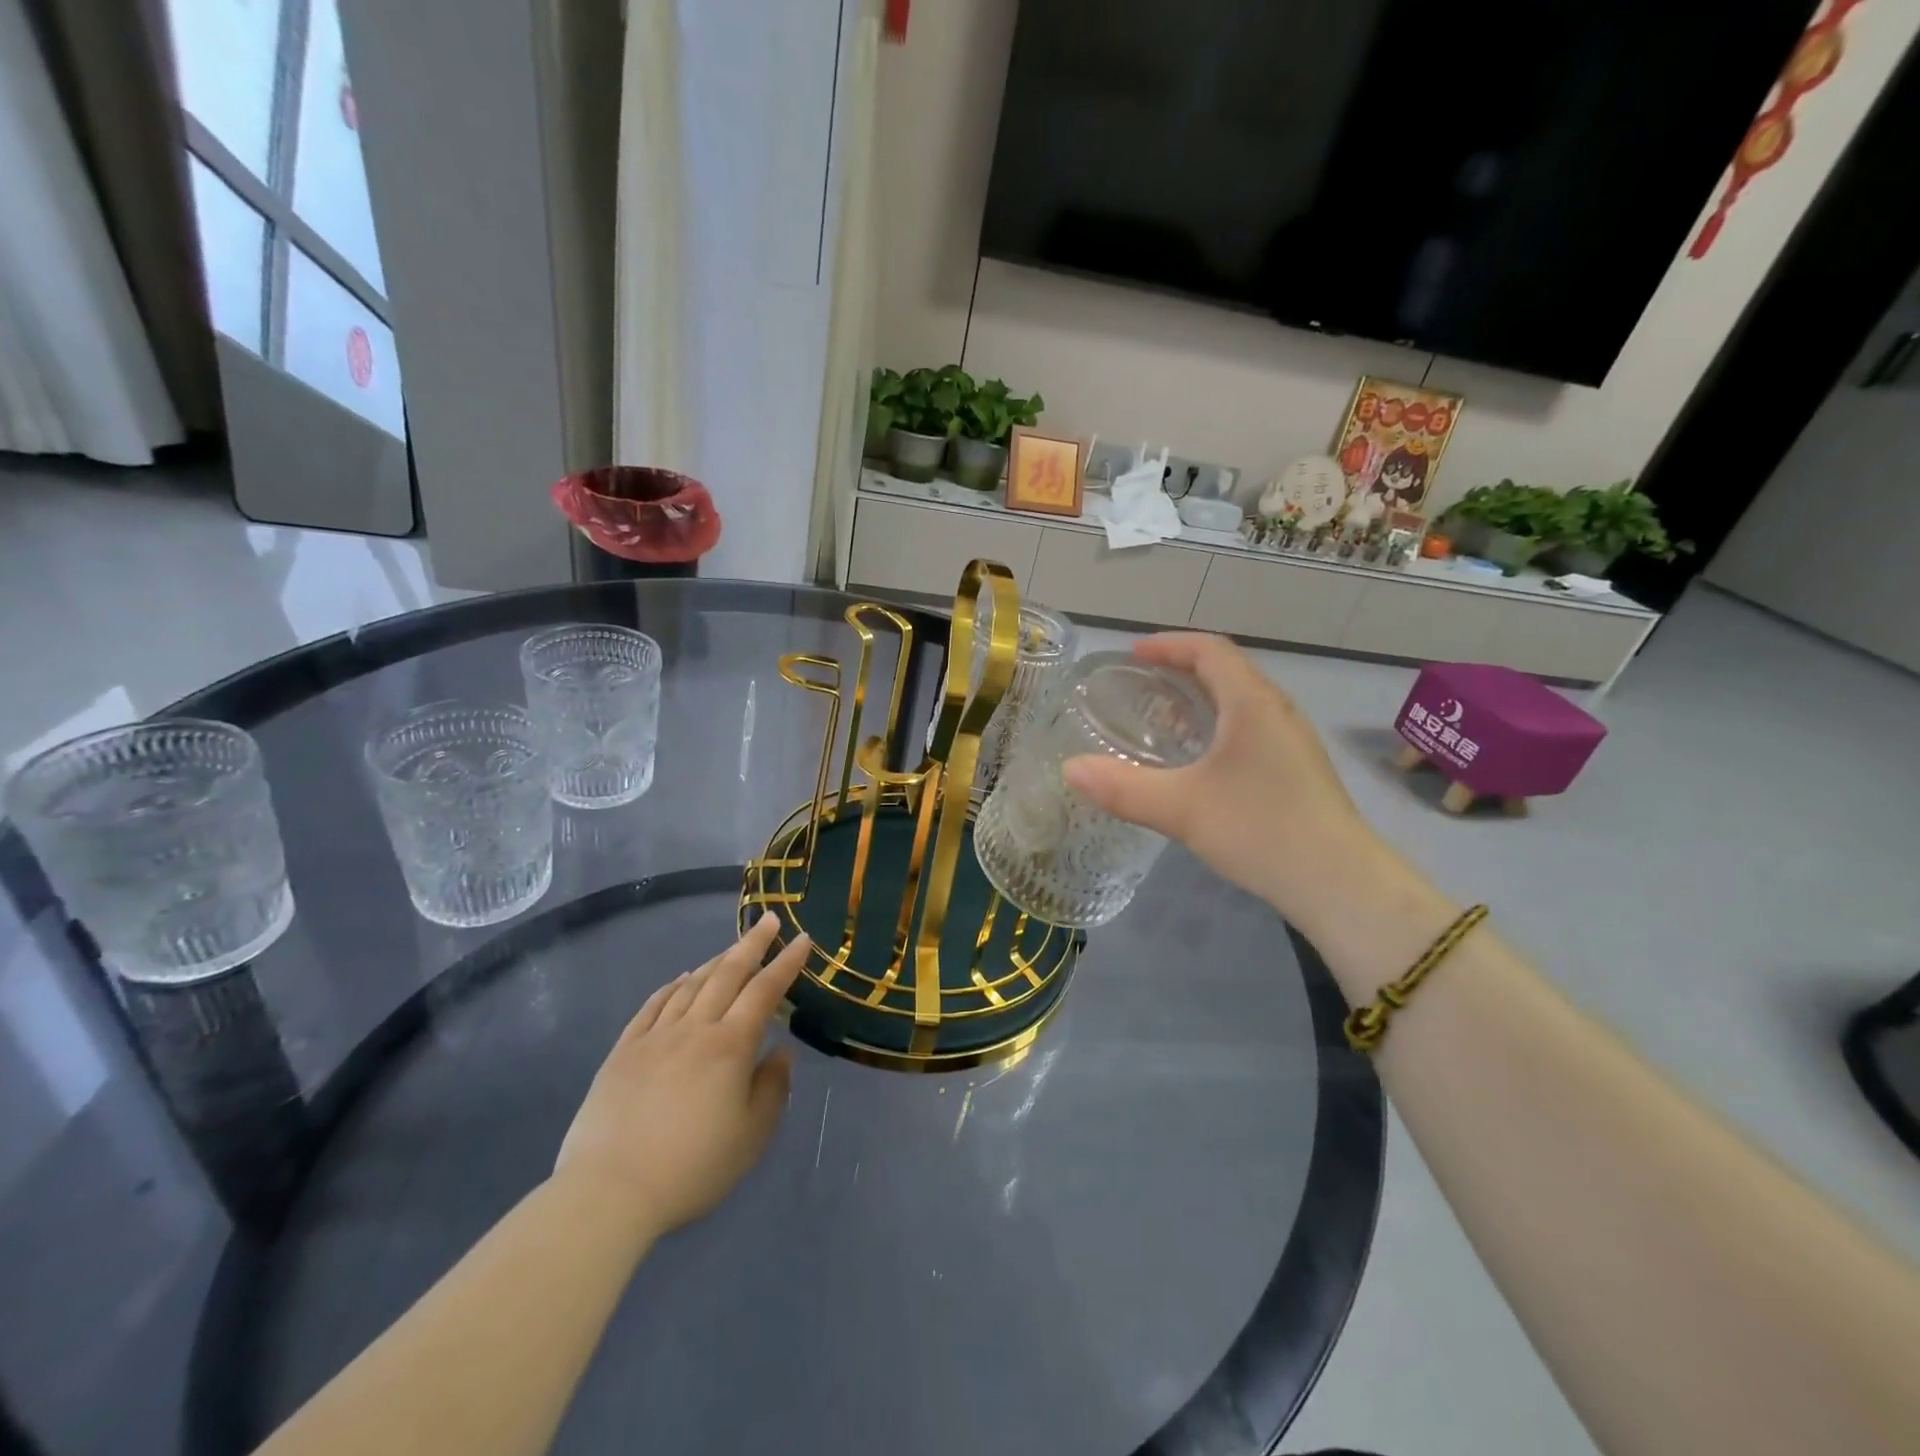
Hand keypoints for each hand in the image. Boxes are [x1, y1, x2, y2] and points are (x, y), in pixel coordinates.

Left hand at [554, 914, 808, 1239]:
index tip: (803, 939)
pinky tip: (679, 980)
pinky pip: (652, 1006)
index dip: (786, 963)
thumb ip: (772, 1088)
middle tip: (768, 920)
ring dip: (715, 962)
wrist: (610, 1191)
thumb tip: (781, 1052)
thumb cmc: (692, 1167)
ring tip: (730, 950)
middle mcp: (695, 1028)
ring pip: (690, 985)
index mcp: (731, 1045)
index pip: (765, 991)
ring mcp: (655, 1037)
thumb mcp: (752, 1136)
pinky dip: (671, 987)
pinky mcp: (623, 1052)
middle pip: (727, 974)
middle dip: (752, 944)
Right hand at [1062, 633, 1398, 937]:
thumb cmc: (1260, 829)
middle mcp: (1277, 711)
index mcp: (1252, 703)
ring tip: (1163, 720)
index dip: (1169, 645)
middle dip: (1182, 669)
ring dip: (1201, 699)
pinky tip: (1199, 763)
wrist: (1339, 882)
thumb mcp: (1181, 808)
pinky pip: (1251, 728)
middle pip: (1227, 670)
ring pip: (1241, 702)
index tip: (1132, 654)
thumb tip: (1070, 769)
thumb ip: (1122, 787)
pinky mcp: (1298, 769)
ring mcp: (1293, 741)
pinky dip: (1218, 727)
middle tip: (1141, 685)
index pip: (1209, 650)